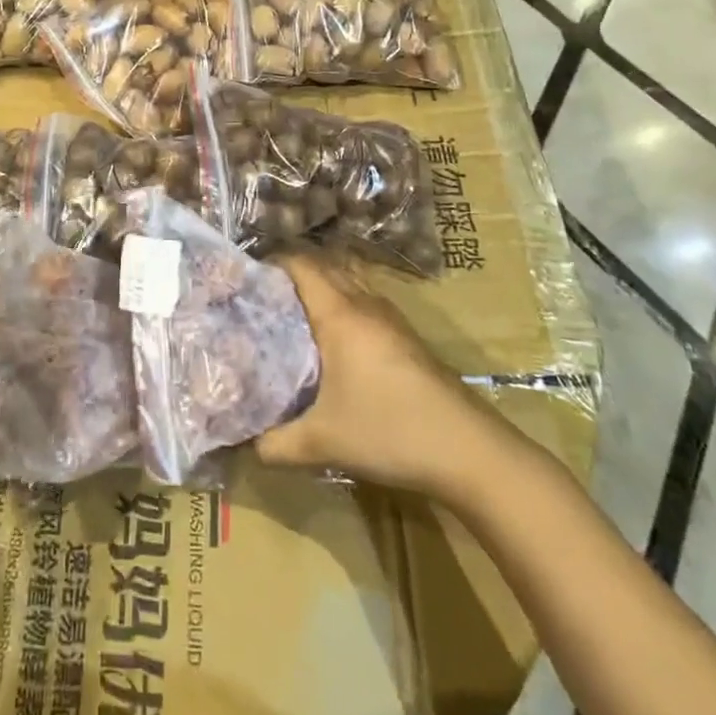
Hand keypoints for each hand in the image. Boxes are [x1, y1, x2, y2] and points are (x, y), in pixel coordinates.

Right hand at [256, 253, 487, 492]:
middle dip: (292, 275)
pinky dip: (343, 308)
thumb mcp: (322, 443)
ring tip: (293, 317)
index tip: (246, 280)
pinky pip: (365, 304)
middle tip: (263, 299)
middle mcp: (365, 305)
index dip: (272, 263)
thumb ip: (274, 444)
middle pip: (324, 267)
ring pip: (348, 284)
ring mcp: (391, 319)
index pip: (301, 264)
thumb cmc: (389, 431)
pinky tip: (334, 344)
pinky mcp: (408, 338)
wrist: (469, 450)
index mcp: (340, 314)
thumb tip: (246, 445)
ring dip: (322, 290)